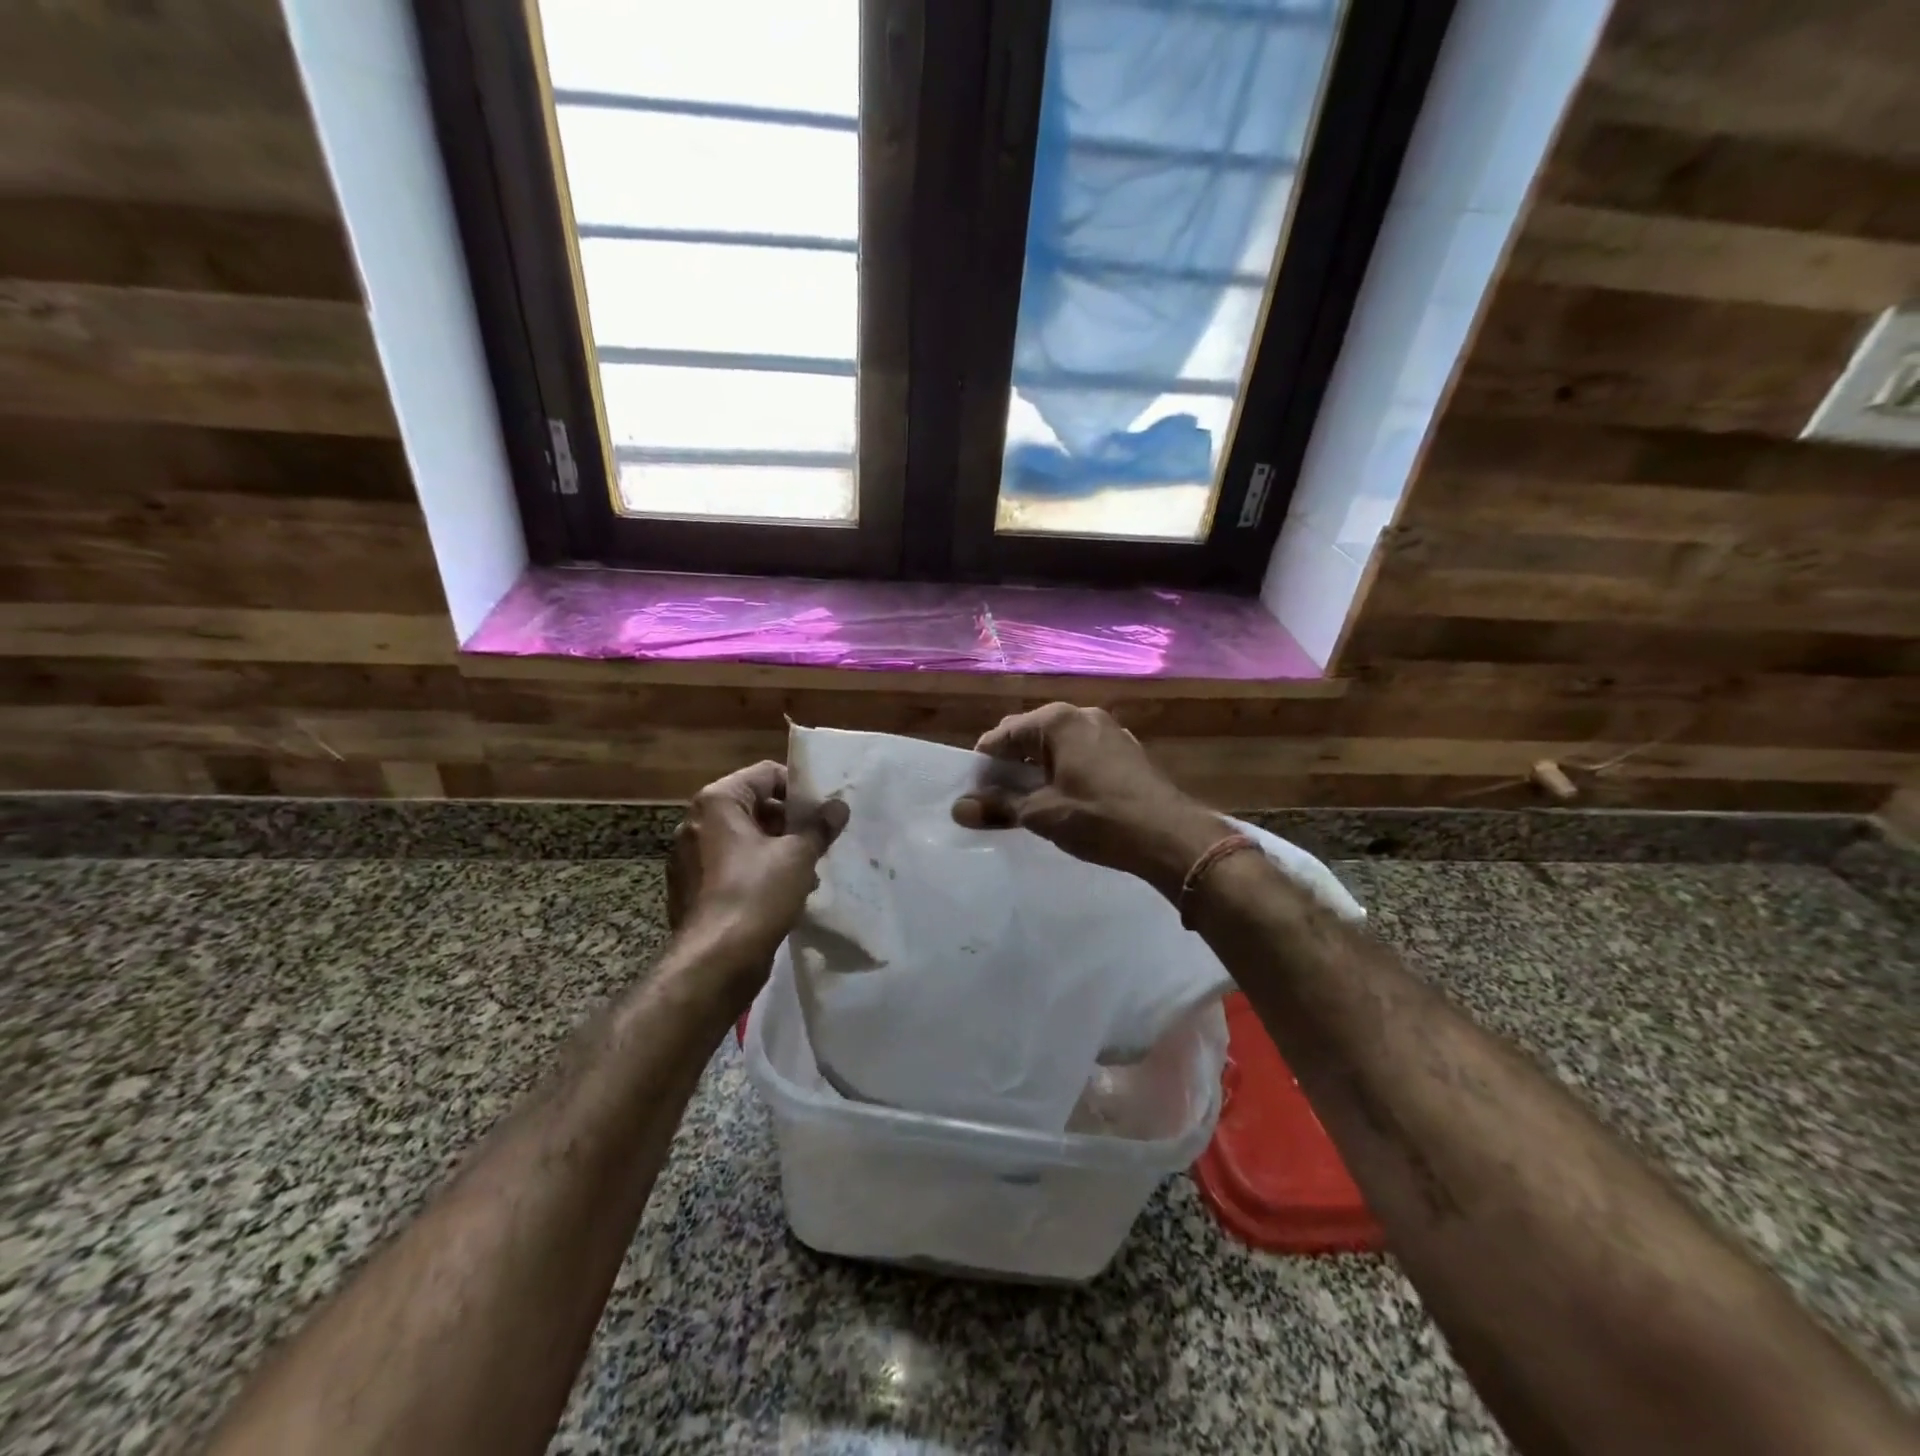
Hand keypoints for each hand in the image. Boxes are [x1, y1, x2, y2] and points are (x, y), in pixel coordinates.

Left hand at [667, 761, 848, 991]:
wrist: (715, 961)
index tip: (823, 810)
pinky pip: (731, 866)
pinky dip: (757, 871)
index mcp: (717, 802)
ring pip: (744, 839)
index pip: (765, 775)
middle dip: (790, 822)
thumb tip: (838, 807)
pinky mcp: (692, 889)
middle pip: (753, 807)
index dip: (799, 788)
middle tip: (820, 839)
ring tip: (808, 870)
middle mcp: (696, 823)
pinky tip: (784, 893)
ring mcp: (689, 858)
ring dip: (777, 849)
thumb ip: (820, 827)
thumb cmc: (756, 893)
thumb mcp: (798, 855)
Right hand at [951, 703, 1225, 899]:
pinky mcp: (1126, 752)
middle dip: (1011, 763)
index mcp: (1059, 720)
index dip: (984, 762)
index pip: (1004, 733)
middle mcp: (1083, 716)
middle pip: (1031, 735)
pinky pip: (1081, 754)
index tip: (973, 790)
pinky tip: (1064, 799)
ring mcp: (1109, 732)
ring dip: (1038, 769)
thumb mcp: (1041, 814)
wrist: (1171, 836)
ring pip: (1058, 745)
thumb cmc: (1098, 818)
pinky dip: (1064, 771)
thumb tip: (959, 808)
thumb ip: (998, 806)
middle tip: (998, 798)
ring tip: (1028, 801)